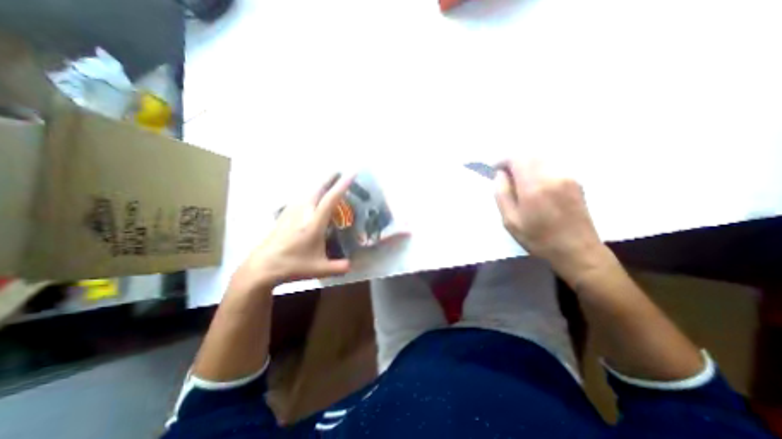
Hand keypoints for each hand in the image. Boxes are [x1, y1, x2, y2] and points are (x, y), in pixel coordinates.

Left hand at [229, 171, 353, 294]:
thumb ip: (339, 268)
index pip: (331, 199)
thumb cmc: (292, 265)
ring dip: (319, 184)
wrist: (262, 267)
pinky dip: (310, 192)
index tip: (351, 173)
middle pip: (317, 189)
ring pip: (308, 191)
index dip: (342, 185)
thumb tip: (352, 266)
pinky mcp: (284, 215)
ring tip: (328, 180)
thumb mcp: (319, 269)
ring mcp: (291, 212)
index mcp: (314, 223)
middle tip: (339, 170)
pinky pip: (300, 197)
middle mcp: (303, 213)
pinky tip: (311, 196)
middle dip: (329, 177)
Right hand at [494, 160, 603, 279]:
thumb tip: (500, 175)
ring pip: (541, 159)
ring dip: (527, 165)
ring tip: (520, 183)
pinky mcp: (575, 181)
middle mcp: (552, 175)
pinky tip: (536, 187)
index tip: (496, 170)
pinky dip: (538, 169)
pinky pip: (551, 166)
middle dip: (515, 161)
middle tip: (507, 177)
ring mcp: (567, 176)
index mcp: (534, 187)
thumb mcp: (510, 221)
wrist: (577, 250)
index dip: (503, 160)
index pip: (517, 158)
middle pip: (530, 155)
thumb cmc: (538, 238)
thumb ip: (501, 194)